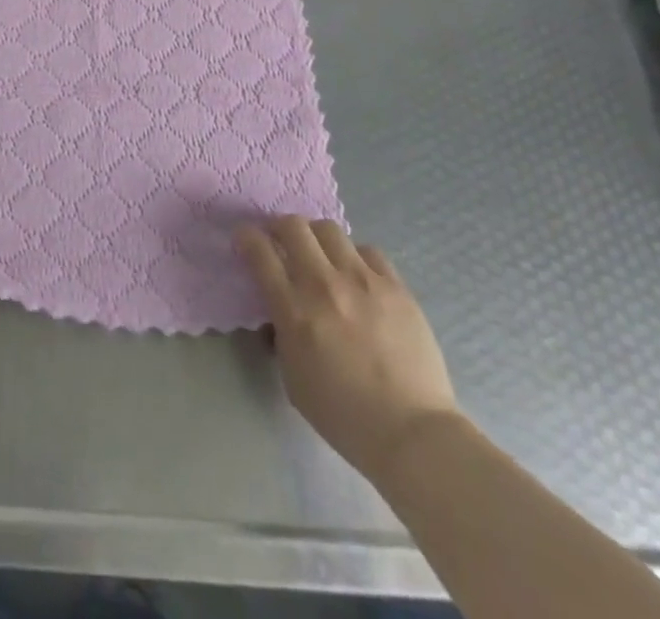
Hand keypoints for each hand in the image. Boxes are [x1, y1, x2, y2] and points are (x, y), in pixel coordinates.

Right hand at [235, 217, 459, 484]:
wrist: (412, 433)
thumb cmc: (344, 415)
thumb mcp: (293, 377)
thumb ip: (281, 334)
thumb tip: (279, 308)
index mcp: (295, 311)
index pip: (260, 252)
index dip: (246, 238)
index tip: (246, 241)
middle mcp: (324, 285)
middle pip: (292, 226)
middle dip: (279, 228)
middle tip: (281, 242)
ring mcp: (363, 281)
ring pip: (329, 229)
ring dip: (316, 237)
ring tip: (321, 256)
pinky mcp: (396, 286)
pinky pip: (368, 250)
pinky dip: (355, 257)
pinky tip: (357, 276)